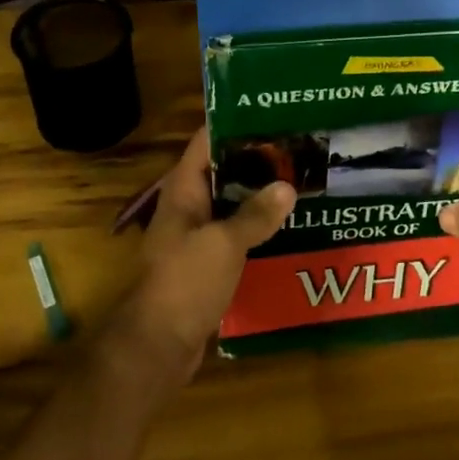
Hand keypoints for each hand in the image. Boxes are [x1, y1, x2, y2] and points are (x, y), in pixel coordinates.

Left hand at [107, 130, 295, 384]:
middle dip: (257, 160)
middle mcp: (188, 206)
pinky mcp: (207, 263)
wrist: (157, 346)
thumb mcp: (224, 243)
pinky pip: (236, 235)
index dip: (236, 124)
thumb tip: (287, 186)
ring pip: (231, 204)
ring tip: (300, 181)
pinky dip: (258, 228)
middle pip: (223, 171)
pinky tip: (289, 227)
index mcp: (183, 190)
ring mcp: (196, 235)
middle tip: (298, 148)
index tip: (272, 113)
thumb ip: (255, 214)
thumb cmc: (184, 282)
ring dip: (260, 195)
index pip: (206, 141)